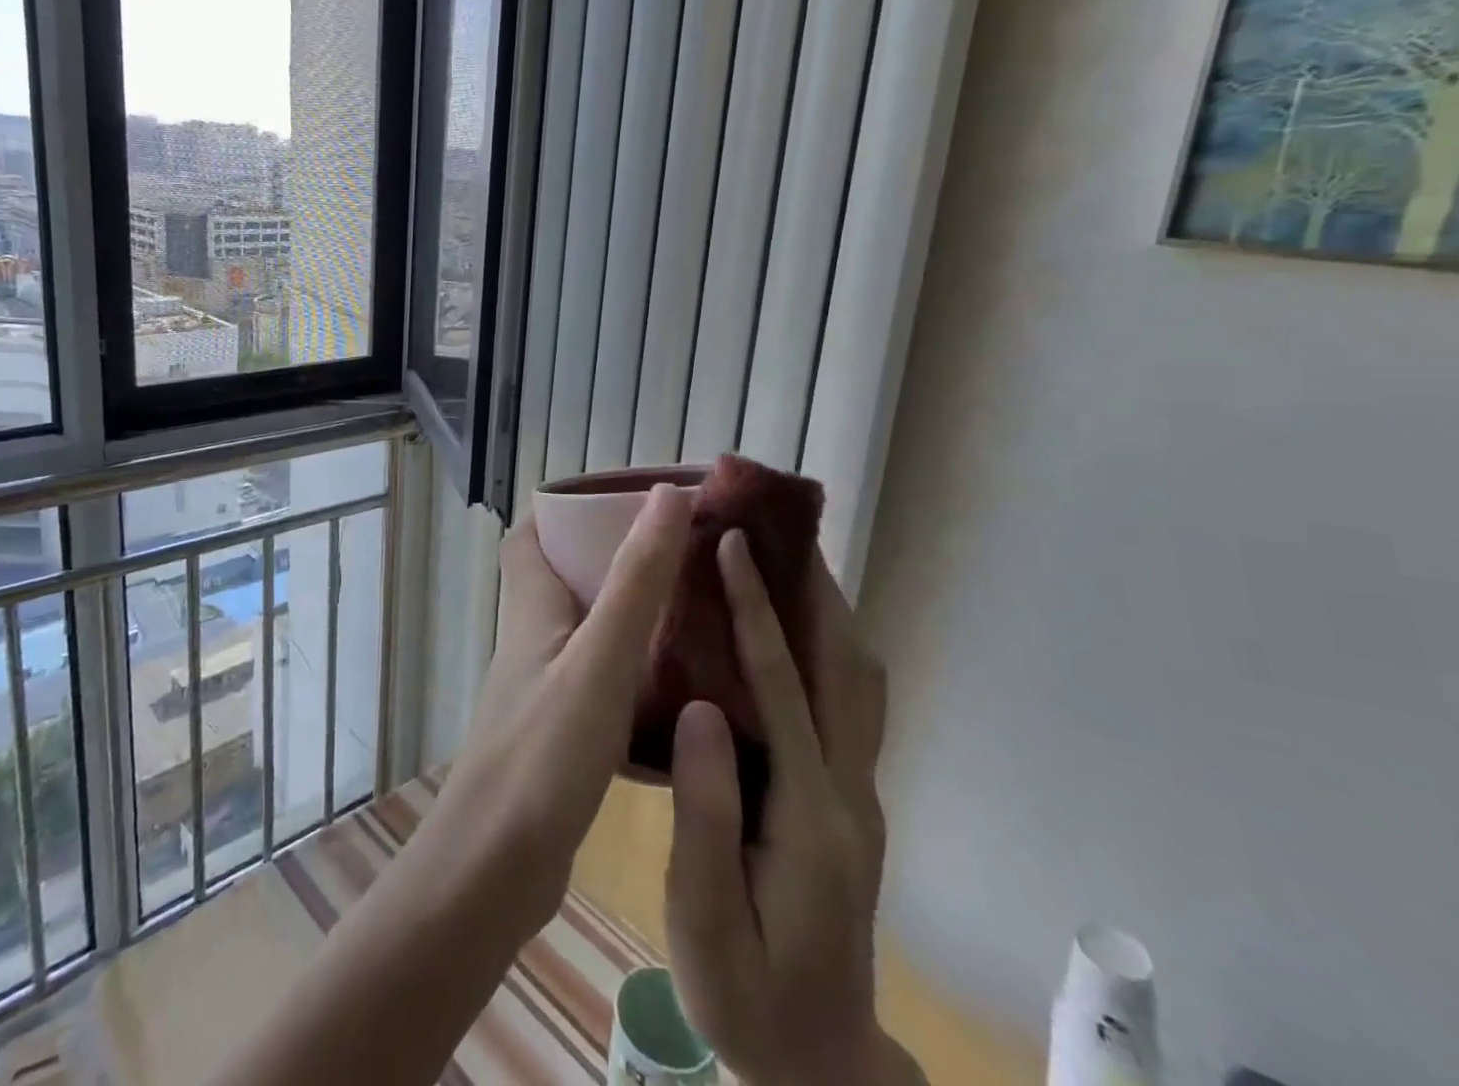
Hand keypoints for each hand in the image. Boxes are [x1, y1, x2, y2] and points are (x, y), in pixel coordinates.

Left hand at [430, 485, 692, 927]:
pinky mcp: (562, 733)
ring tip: (695, 608)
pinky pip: (603, 678)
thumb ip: (636, 580)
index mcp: (531, 608)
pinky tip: (683, 684)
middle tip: (682, 554)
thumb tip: (667, 496)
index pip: (531, 535)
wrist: (492, 874)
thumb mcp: (600, 659)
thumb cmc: (542, 755)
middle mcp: (532, 639)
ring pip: (589, 628)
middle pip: (567, 577)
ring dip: (633, 613)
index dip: (569, 510)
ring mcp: (545, 688)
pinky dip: (638, 668)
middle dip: (617, 557)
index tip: (628, 502)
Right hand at [666, 530, 912, 1085]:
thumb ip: (705, 815)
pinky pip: (854, 704)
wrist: (819, 1063)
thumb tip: (699, 708)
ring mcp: (860, 795)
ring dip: (830, 613)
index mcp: (809, 815)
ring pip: (860, 682)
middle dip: (810, 590)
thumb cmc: (747, 996)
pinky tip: (803, 633)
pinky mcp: (853, 801)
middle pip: (842, 668)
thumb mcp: (706, 921)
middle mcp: (850, 791)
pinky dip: (835, 650)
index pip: (783, 688)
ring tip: (793, 561)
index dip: (757, 610)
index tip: (734, 544)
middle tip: (779, 528)